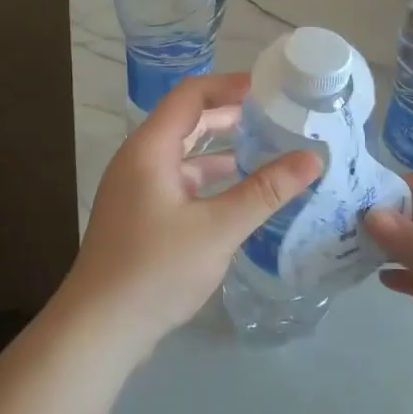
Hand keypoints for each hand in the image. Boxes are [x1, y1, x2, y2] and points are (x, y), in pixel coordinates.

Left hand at [58, 73, 320, 359]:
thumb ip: (265, 191)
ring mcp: (138, 188)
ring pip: (185, 155)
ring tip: (269, 151)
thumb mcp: (218, 229)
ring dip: (223, 149)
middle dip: (232, 116)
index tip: (271, 89)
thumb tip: (312, 158)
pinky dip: (210, 180)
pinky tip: (241, 194)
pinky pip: (181, 181)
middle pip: (188, 121)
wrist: (100, 328)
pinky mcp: (141, 215)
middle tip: (278, 118)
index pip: (191, 95)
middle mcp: (140, 159)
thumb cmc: (156, 270)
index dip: (230, 85)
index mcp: (150, 148)